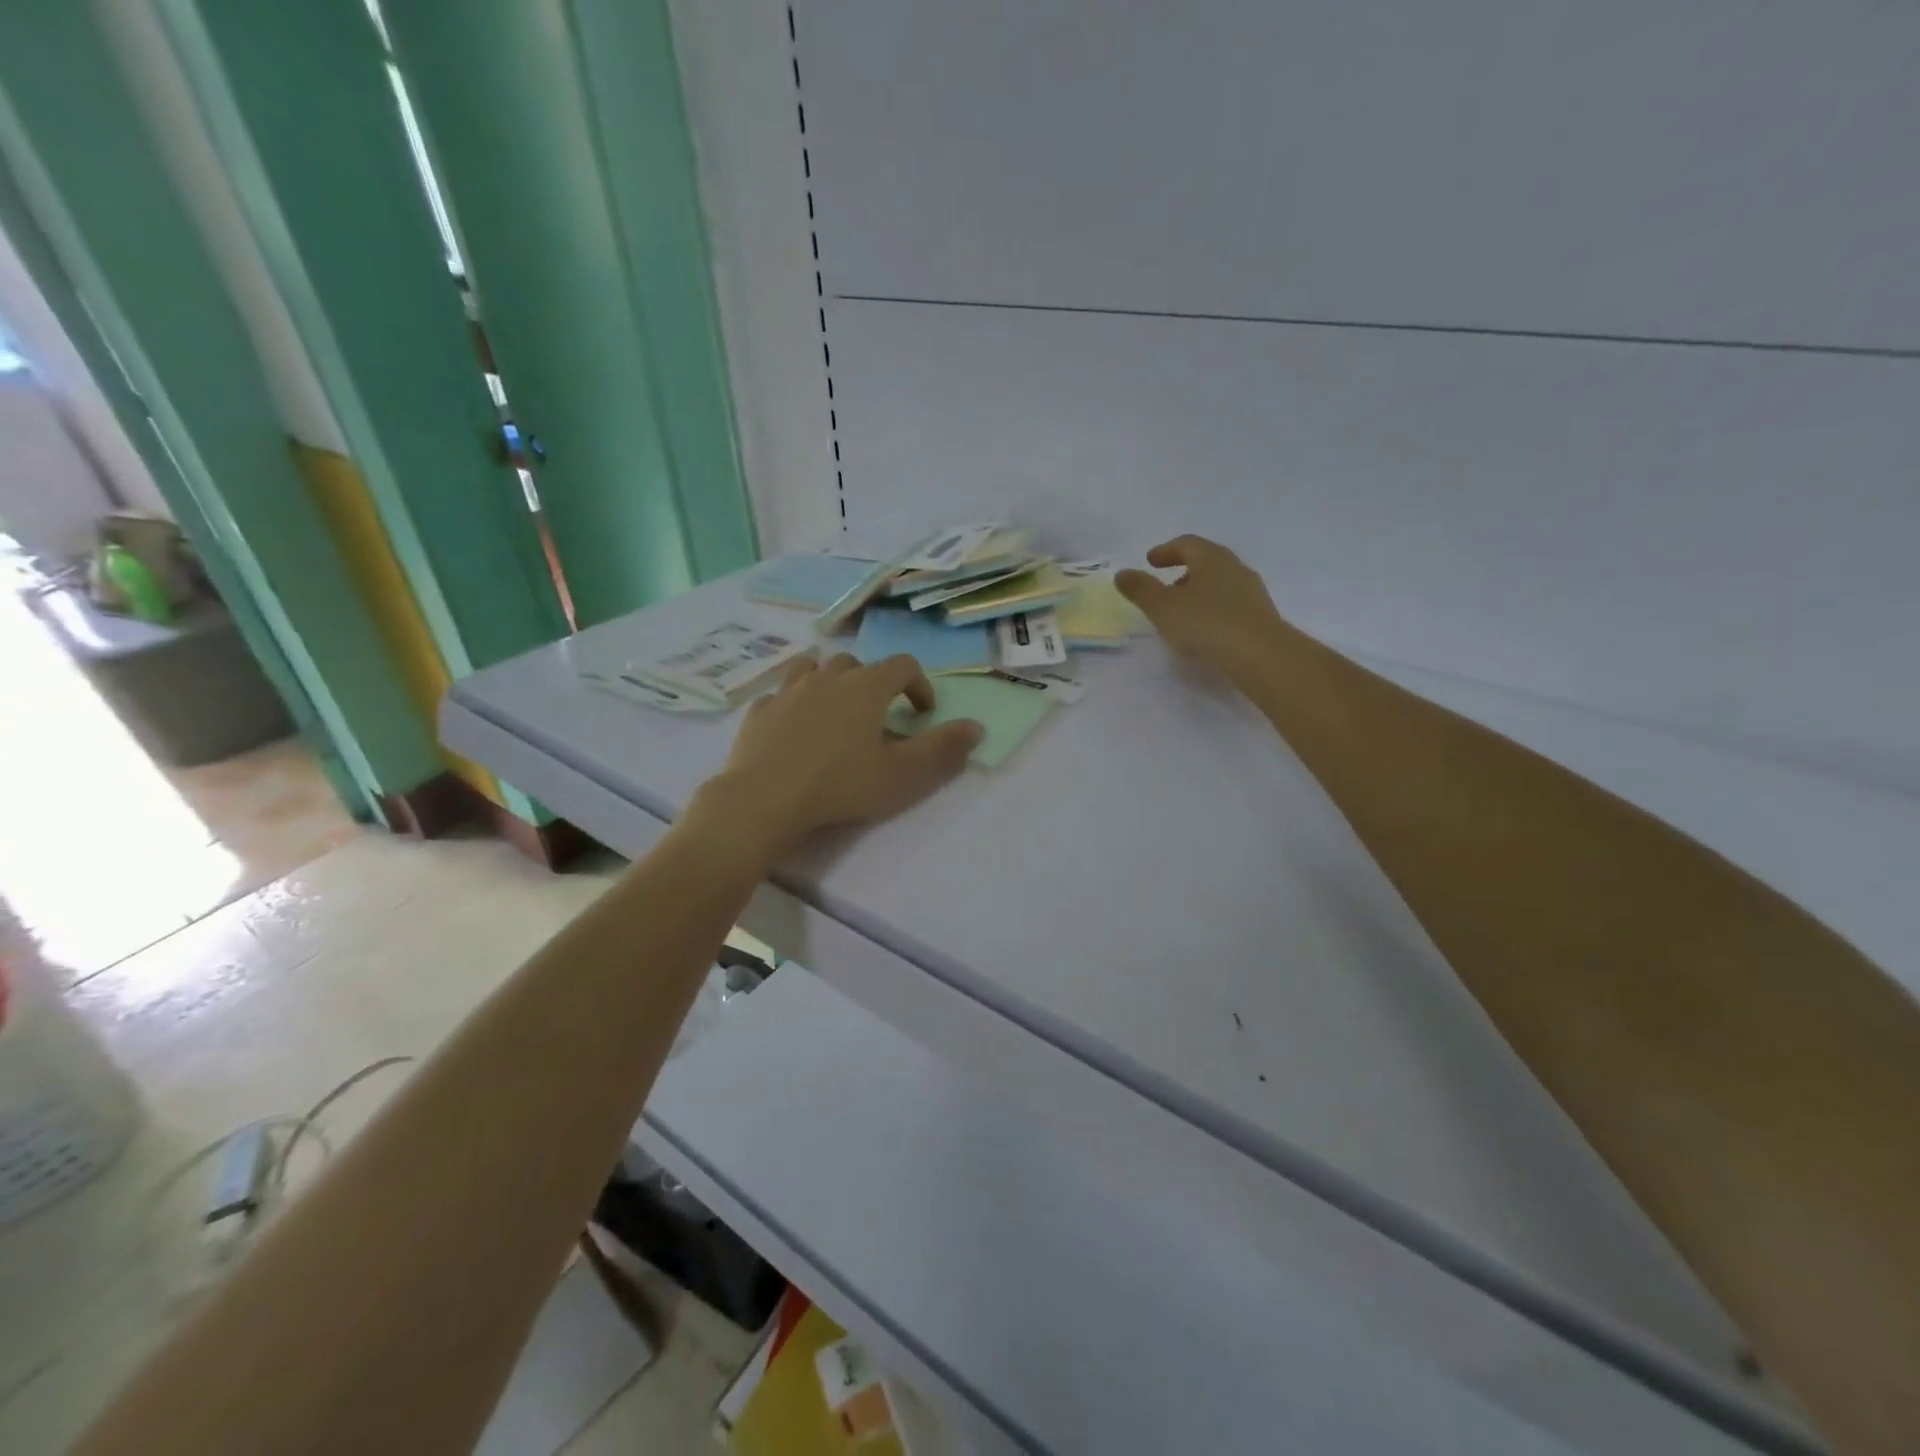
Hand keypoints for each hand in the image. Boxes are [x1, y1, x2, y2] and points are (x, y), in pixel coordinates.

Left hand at [690, 653, 982, 862]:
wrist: (763, 800)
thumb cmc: (841, 785)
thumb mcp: (903, 775)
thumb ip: (943, 749)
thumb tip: (976, 727)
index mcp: (866, 687)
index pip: (903, 666)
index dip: (919, 685)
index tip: (922, 713)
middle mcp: (827, 677)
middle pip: (856, 663)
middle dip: (873, 683)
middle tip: (877, 716)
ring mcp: (788, 691)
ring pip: (813, 667)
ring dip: (829, 681)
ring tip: (834, 708)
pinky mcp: (759, 711)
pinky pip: (780, 696)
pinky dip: (793, 704)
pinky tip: (794, 728)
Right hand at [1116, 535, 1294, 682]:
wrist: (1261, 656)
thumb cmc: (1207, 624)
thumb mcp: (1163, 607)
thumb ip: (1141, 589)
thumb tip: (1122, 573)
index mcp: (1212, 558)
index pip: (1187, 544)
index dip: (1166, 551)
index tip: (1151, 561)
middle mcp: (1235, 569)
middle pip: (1207, 562)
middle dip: (1184, 571)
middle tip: (1165, 586)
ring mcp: (1252, 593)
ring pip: (1220, 584)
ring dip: (1199, 592)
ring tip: (1182, 612)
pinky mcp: (1260, 617)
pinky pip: (1230, 605)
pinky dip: (1212, 610)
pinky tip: (1204, 630)